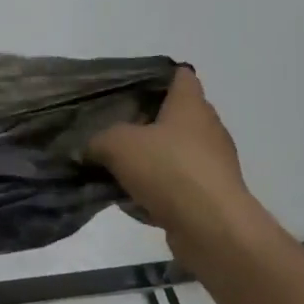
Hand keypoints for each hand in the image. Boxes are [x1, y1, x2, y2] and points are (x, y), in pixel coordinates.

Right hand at [86, 67, 254, 239]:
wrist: (212, 227)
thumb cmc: (168, 169)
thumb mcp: (117, 144)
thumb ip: (98, 140)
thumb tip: (89, 148)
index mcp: (191, 105)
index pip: (180, 75)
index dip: (155, 77)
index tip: (128, 89)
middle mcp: (208, 129)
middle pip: (175, 116)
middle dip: (146, 123)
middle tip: (114, 130)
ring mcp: (214, 163)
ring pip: (175, 153)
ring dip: (151, 160)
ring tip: (119, 169)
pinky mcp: (213, 195)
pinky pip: (179, 184)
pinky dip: (159, 189)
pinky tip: (135, 201)